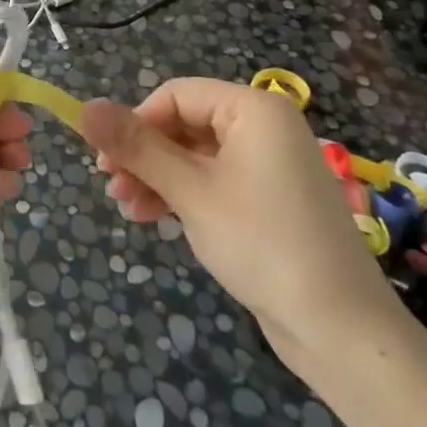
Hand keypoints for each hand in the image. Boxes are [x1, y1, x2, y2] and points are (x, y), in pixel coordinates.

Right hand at [79, 78, 403, 377]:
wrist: (342, 331)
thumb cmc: (262, 243)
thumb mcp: (190, 191)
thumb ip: (136, 147)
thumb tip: (85, 108)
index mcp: (253, 109)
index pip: (175, 95)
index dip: (135, 122)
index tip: (105, 161)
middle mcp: (264, 127)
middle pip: (184, 125)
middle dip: (144, 156)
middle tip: (112, 188)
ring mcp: (269, 165)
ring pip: (195, 156)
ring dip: (157, 178)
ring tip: (128, 210)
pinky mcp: (270, 201)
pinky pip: (214, 181)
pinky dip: (183, 195)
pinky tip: (156, 218)